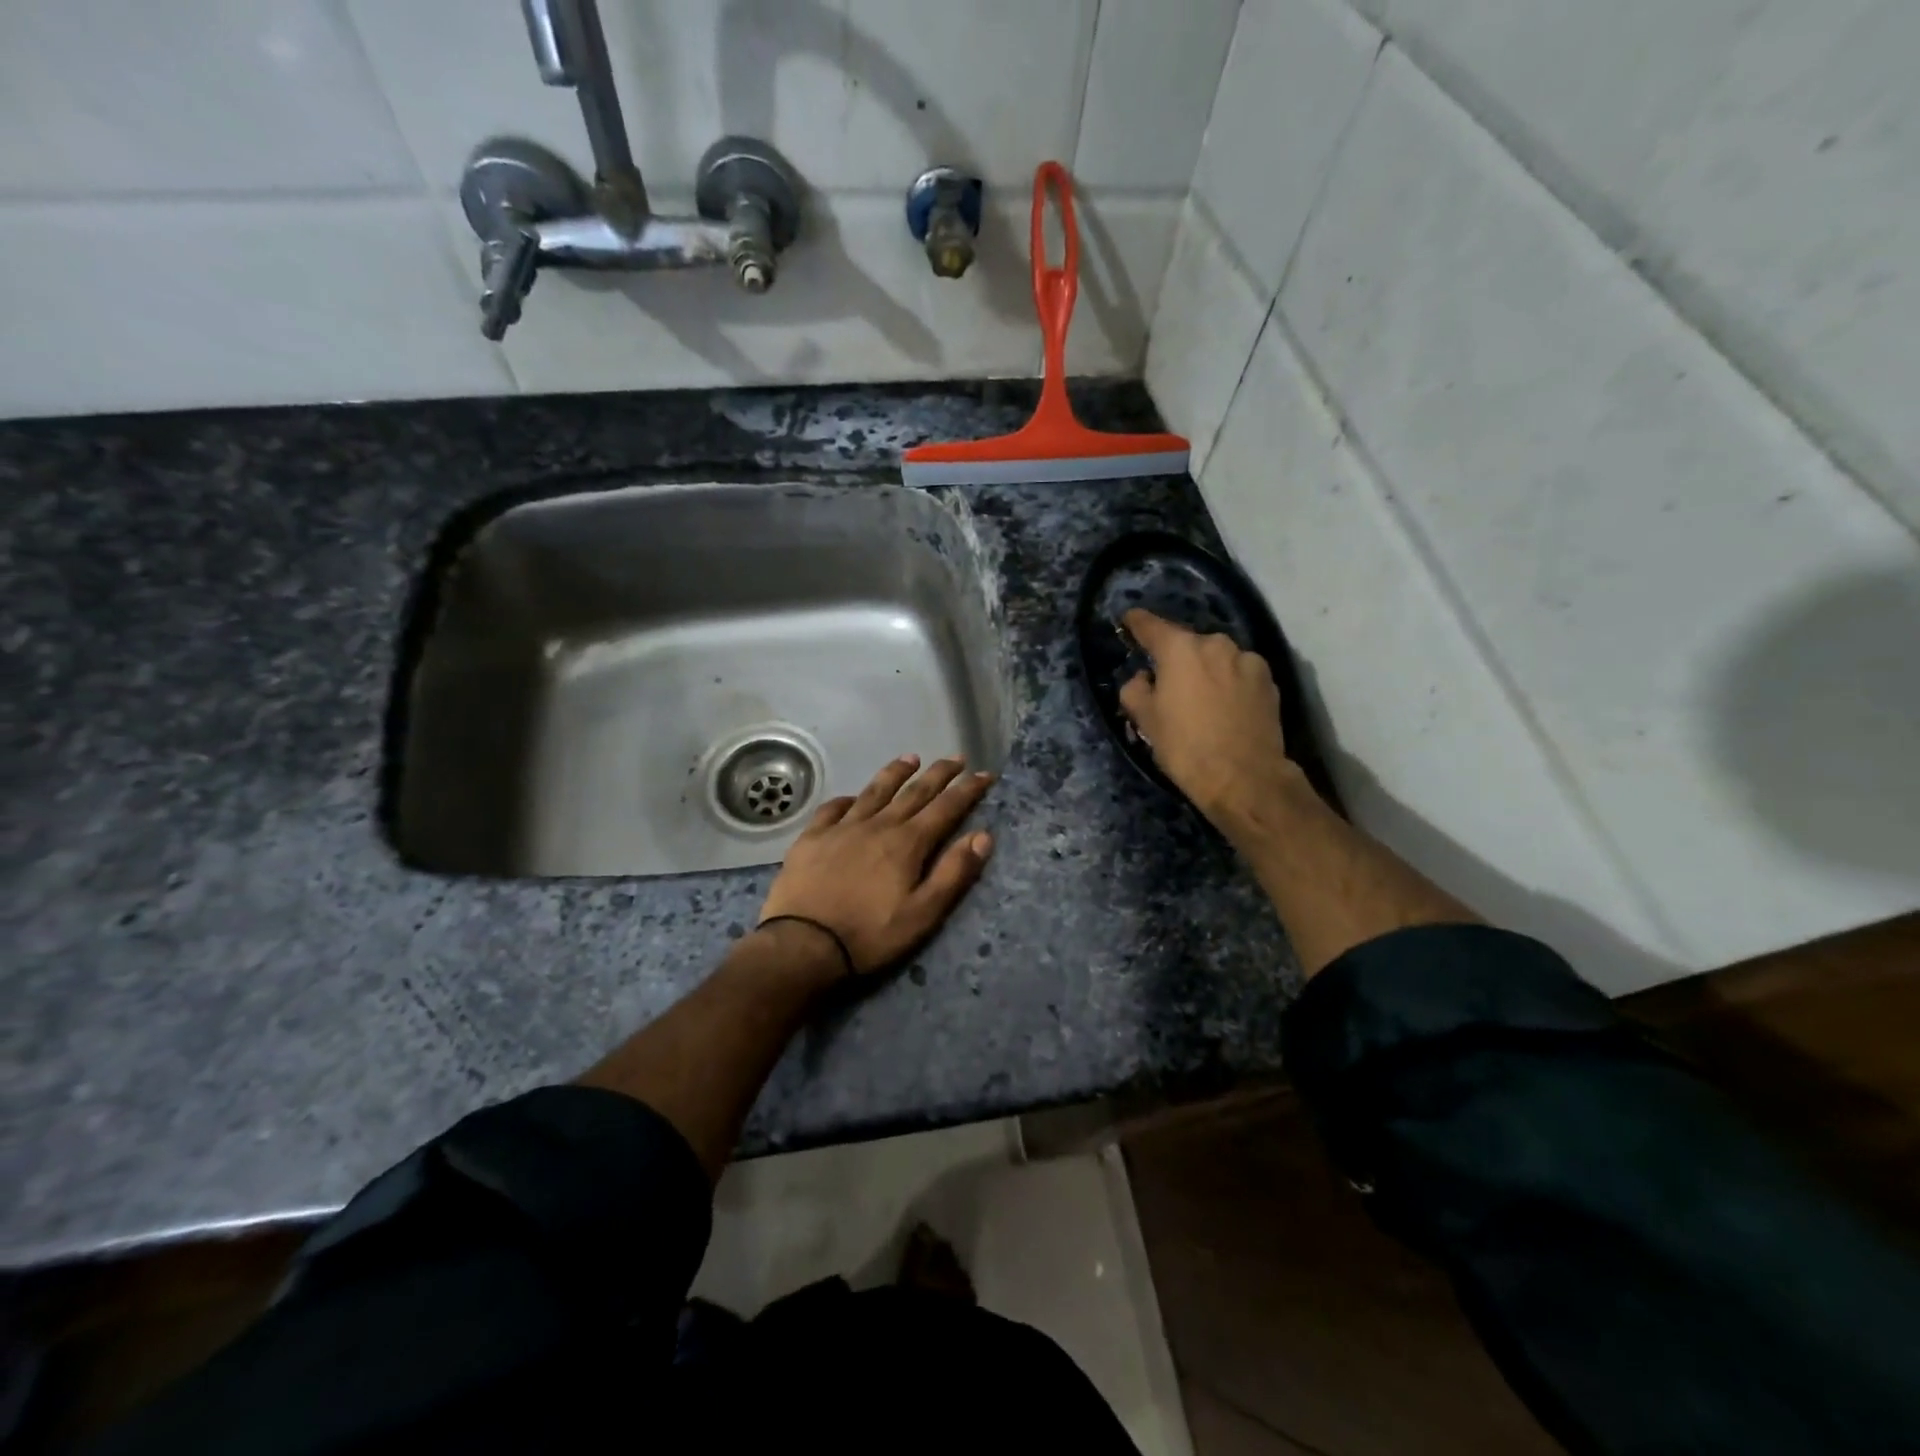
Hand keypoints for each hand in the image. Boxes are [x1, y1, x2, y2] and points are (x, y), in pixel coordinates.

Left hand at [758, 755, 995, 976]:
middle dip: (938, 774)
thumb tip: (982, 836)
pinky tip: (852, 797)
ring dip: (896, 773)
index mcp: (907, 843)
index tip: (984, 774)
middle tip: (956, 758)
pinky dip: (848, 799)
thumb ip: (953, 873)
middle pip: (913, 792)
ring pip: (874, 791)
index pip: (946, 808)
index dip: (968, 790)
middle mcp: (877, 825)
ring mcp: (841, 828)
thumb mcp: (923, 914)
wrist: (803, 943)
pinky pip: (833, 808)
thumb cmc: (870, 934)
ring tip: (910, 758)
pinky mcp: (812, 837)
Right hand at [1119, 609, 1295, 821]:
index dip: (1136, 623)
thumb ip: (1135, 689)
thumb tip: (1144, 678)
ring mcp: (1247, 660)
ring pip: (1217, 658)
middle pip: (1188, 644)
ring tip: (1201, 698)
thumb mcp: (1145, 721)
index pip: (1151, 625)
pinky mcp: (1269, 681)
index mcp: (1180, 649)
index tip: (1128, 622)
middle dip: (1177, 658)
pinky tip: (1226, 708)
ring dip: (1206, 670)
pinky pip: (1240, 674)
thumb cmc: (1186, 746)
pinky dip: (1229, 683)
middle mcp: (1216, 644)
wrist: (1245, 778)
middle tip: (1168, 683)